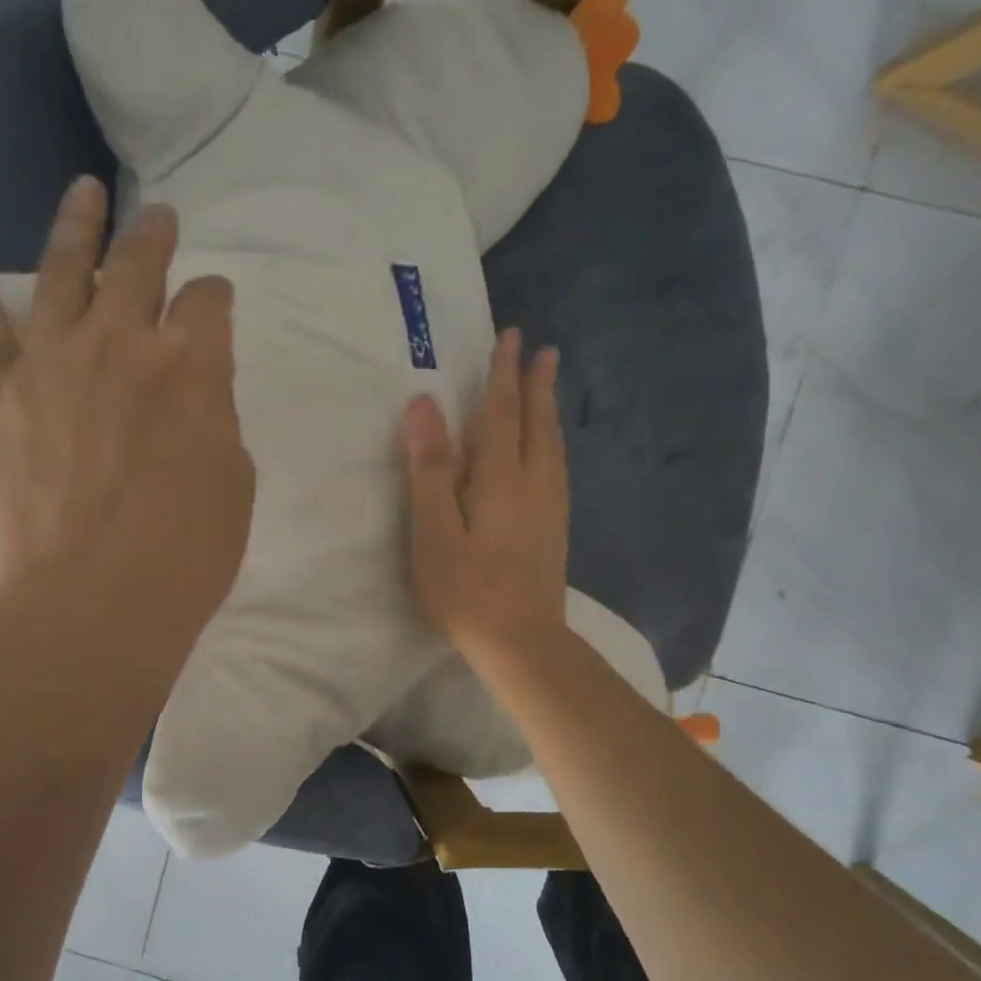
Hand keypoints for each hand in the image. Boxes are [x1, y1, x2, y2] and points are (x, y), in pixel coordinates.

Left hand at [0, 178, 254, 639]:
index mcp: (192, 363)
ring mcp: (52, 359)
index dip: (214, 299)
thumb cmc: (187, 550)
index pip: (208, 301)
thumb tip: (193, 386)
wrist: (96, 601)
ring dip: (79, 222)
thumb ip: (215, 413)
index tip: (214, 307)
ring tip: (84, 188)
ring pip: (65, 267)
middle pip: (140, 264)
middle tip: (162, 220)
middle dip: (156, 238)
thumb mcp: (234, 476)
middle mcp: (122, 341)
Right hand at [402, 328, 568, 670]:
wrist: (522, 643)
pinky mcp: (554, 529)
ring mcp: (550, 508)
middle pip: (537, 423)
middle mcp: (533, 484)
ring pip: (552, 445)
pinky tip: (549, 451)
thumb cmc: (467, 590)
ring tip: (548, 388)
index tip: (511, 337)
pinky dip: (552, 442)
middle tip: (544, 350)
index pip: (501, 413)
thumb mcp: (434, 531)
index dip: (503, 374)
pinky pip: (556, 467)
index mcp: (500, 478)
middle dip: (536, 384)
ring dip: (548, 410)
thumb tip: (423, 404)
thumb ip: (430, 467)